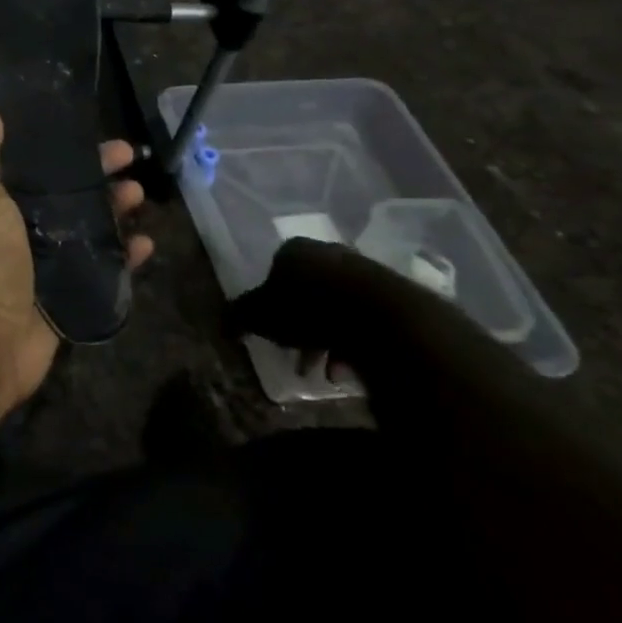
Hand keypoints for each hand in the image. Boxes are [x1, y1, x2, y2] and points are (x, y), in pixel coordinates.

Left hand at [0, 105, 153, 407]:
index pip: (30, 163)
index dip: (60, 146)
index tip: (90, 131)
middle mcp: (15, 227)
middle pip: (64, 193)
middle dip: (96, 174)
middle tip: (131, 158)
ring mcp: (41, 264)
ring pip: (85, 228)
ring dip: (112, 209)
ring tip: (140, 195)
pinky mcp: (64, 296)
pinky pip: (100, 271)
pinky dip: (122, 257)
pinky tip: (145, 243)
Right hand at [227, 236, 412, 376]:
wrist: (381, 319)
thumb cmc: (309, 309)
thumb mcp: (260, 316)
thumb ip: (239, 317)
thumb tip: (222, 324)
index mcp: (294, 250)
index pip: (276, 271)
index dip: (272, 303)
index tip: (274, 331)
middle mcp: (330, 253)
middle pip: (310, 292)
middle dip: (303, 327)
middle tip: (300, 357)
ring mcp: (368, 272)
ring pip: (341, 309)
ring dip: (331, 341)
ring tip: (329, 372)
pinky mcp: (399, 296)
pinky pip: (370, 322)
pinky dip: (359, 345)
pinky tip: (353, 369)